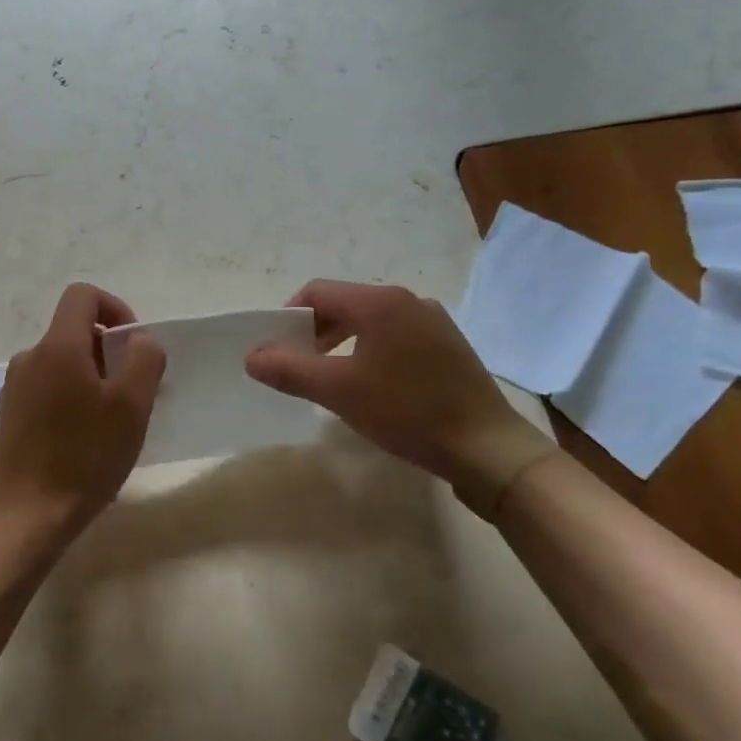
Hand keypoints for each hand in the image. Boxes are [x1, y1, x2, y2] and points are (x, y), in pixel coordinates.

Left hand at [0, 284, 165, 538]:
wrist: (29, 514)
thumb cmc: (85, 457)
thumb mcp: (131, 406)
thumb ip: (143, 358)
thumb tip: (139, 339)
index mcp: (57, 347)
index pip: (83, 296)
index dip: (115, 308)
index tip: (134, 347)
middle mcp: (29, 358)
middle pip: (74, 332)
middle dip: (108, 352)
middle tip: (131, 395)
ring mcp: (13, 387)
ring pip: (62, 363)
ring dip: (90, 378)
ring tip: (109, 423)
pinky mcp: (9, 414)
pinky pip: (46, 388)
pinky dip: (70, 398)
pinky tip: (82, 439)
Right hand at [244, 280, 554, 517]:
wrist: (488, 448)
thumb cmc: (408, 411)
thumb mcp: (338, 391)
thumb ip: (289, 369)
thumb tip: (252, 356)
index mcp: (379, 302)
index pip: (317, 292)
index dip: (288, 316)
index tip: (277, 350)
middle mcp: (407, 301)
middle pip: (344, 304)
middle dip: (314, 332)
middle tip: (299, 367)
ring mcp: (433, 322)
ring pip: (370, 322)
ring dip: (341, 343)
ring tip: (332, 378)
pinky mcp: (448, 346)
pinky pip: (395, 336)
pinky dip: (371, 351)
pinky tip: (373, 385)